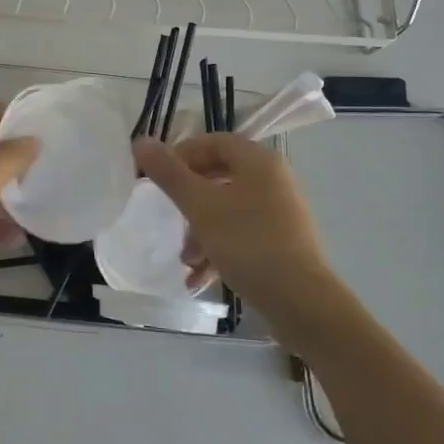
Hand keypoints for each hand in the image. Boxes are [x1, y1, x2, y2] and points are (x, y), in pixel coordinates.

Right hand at [135, 133, 344, 318]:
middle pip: (219, 176)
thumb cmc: (248, 243)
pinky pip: (242, 233)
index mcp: (258, 161)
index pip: (212, 141)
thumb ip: (169, 173)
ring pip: (228, 209)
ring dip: (200, 231)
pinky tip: (200, 278)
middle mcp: (273, 179)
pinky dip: (219, 249)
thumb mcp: (200, 207)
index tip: (156, 177)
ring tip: (184, 259)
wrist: (302, 302)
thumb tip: (141, 141)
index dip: (180, 154)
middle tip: (166, 215)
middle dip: (188, 199)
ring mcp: (280, 211)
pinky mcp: (282, 241)